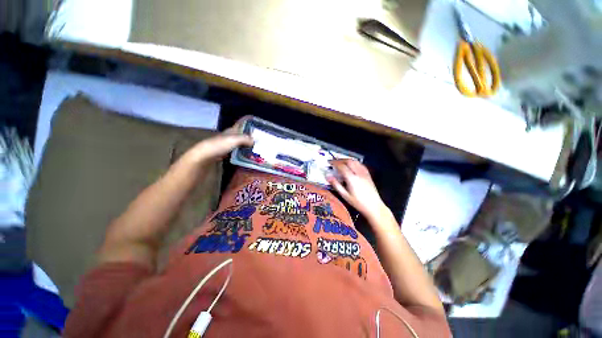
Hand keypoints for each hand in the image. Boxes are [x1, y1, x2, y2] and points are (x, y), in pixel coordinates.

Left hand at [186, 118, 253, 163]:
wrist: (206, 155)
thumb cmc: (219, 145)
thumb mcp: (234, 140)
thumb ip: (245, 139)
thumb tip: (255, 141)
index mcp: (232, 130)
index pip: (242, 122)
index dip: (248, 120)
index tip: (257, 120)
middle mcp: (231, 135)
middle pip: (243, 133)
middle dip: (251, 133)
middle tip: (262, 137)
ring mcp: (229, 144)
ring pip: (242, 142)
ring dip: (249, 143)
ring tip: (258, 147)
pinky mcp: (228, 152)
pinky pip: (239, 150)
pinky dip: (245, 151)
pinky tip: (250, 155)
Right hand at [327, 159, 388, 221]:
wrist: (374, 206)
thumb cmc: (357, 202)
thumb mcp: (344, 195)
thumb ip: (336, 184)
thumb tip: (327, 176)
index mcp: (351, 178)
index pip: (341, 166)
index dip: (334, 163)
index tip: (329, 162)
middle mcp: (358, 173)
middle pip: (349, 161)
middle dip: (340, 160)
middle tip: (334, 161)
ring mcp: (364, 173)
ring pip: (355, 161)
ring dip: (347, 160)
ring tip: (341, 162)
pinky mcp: (368, 174)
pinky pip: (360, 164)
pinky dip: (354, 162)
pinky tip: (352, 165)